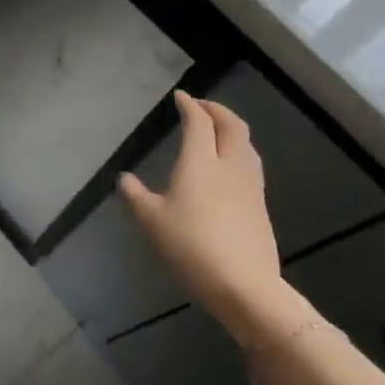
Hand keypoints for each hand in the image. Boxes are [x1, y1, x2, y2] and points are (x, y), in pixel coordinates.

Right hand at [118, 92, 307, 348]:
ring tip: (217, 132)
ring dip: (232, 129)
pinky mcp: (260, 206)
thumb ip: (135, 196)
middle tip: (201, 107)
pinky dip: (238, 151)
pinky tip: (228, 167)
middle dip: (217, 110)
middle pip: (232, 126)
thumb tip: (124, 179)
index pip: (198, 122)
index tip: (181, 97)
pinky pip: (251, 165)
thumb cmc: (191, 246)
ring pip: (247, 145)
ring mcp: (250, 186)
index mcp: (200, 162)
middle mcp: (229, 166)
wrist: (245, 286)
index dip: (190, 105)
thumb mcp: (151, 222)